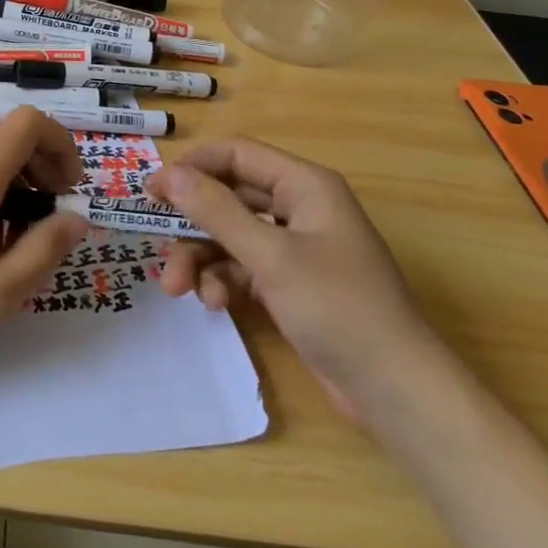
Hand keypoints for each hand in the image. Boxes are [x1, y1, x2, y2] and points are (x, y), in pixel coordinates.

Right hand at [149, 138, 446, 415]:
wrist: (396, 392)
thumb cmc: (338, 308)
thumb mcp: (271, 256)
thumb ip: (216, 211)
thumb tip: (169, 174)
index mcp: (305, 186)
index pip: (237, 155)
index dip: (193, 167)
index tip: (152, 189)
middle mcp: (299, 208)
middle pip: (229, 197)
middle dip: (192, 223)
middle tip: (153, 239)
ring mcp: (295, 248)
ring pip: (231, 236)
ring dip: (202, 258)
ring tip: (178, 288)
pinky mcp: (291, 284)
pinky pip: (243, 267)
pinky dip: (224, 281)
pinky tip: (216, 304)